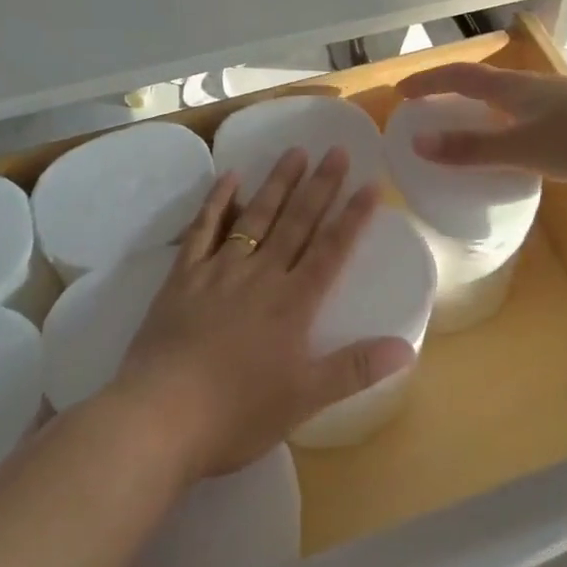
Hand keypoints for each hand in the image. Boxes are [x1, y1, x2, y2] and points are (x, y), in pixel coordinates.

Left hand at [112, 147, 415, 478]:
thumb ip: (354, 370)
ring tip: (295, 151)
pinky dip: (217, 202)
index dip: (353, 216)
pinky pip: (203, 229)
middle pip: (297, 222)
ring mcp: (219, 271)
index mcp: (292, 303)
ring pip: (255, 217)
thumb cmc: (236, 414)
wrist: (159, 416)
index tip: (371, 183)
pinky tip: (229, 177)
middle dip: (320, 186)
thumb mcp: (304, 400)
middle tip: (336, 150)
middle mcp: (260, 275)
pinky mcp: (183, 276)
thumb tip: (407, 348)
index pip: (331, 250)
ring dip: (277, 184)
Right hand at [398, 63, 566, 190]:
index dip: (428, 81)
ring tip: (462, 137)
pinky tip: (511, 159)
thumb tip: (417, 144)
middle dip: (451, 96)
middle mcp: (533, 91)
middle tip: (426, 114)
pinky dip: (506, 135)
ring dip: (480, 115)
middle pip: (483, 86)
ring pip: (508, 107)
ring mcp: (558, 109)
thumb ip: (471, 149)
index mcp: (515, 87)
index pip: (460, 77)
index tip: (400, 92)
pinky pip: (528, 127)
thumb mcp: (523, 147)